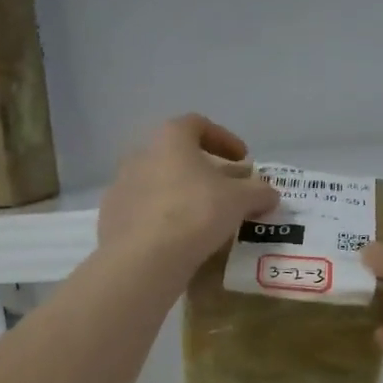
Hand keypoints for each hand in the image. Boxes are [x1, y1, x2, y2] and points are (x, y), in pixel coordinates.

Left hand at [98, 115, 278, 280]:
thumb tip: (270, 193)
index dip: (224, 139)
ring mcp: (121, 186)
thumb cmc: (195, 214)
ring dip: (181, 194)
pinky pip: (144, 211)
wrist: (143, 258)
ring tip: (203, 218)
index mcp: (170, 139)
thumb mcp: (239, 201)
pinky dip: (162, 218)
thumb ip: (258, 192)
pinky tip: (178, 239)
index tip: (242, 160)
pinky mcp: (112, 217)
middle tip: (225, 190)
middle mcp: (140, 154)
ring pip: (158, 183)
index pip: (198, 124)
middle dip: (203, 170)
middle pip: (176, 155)